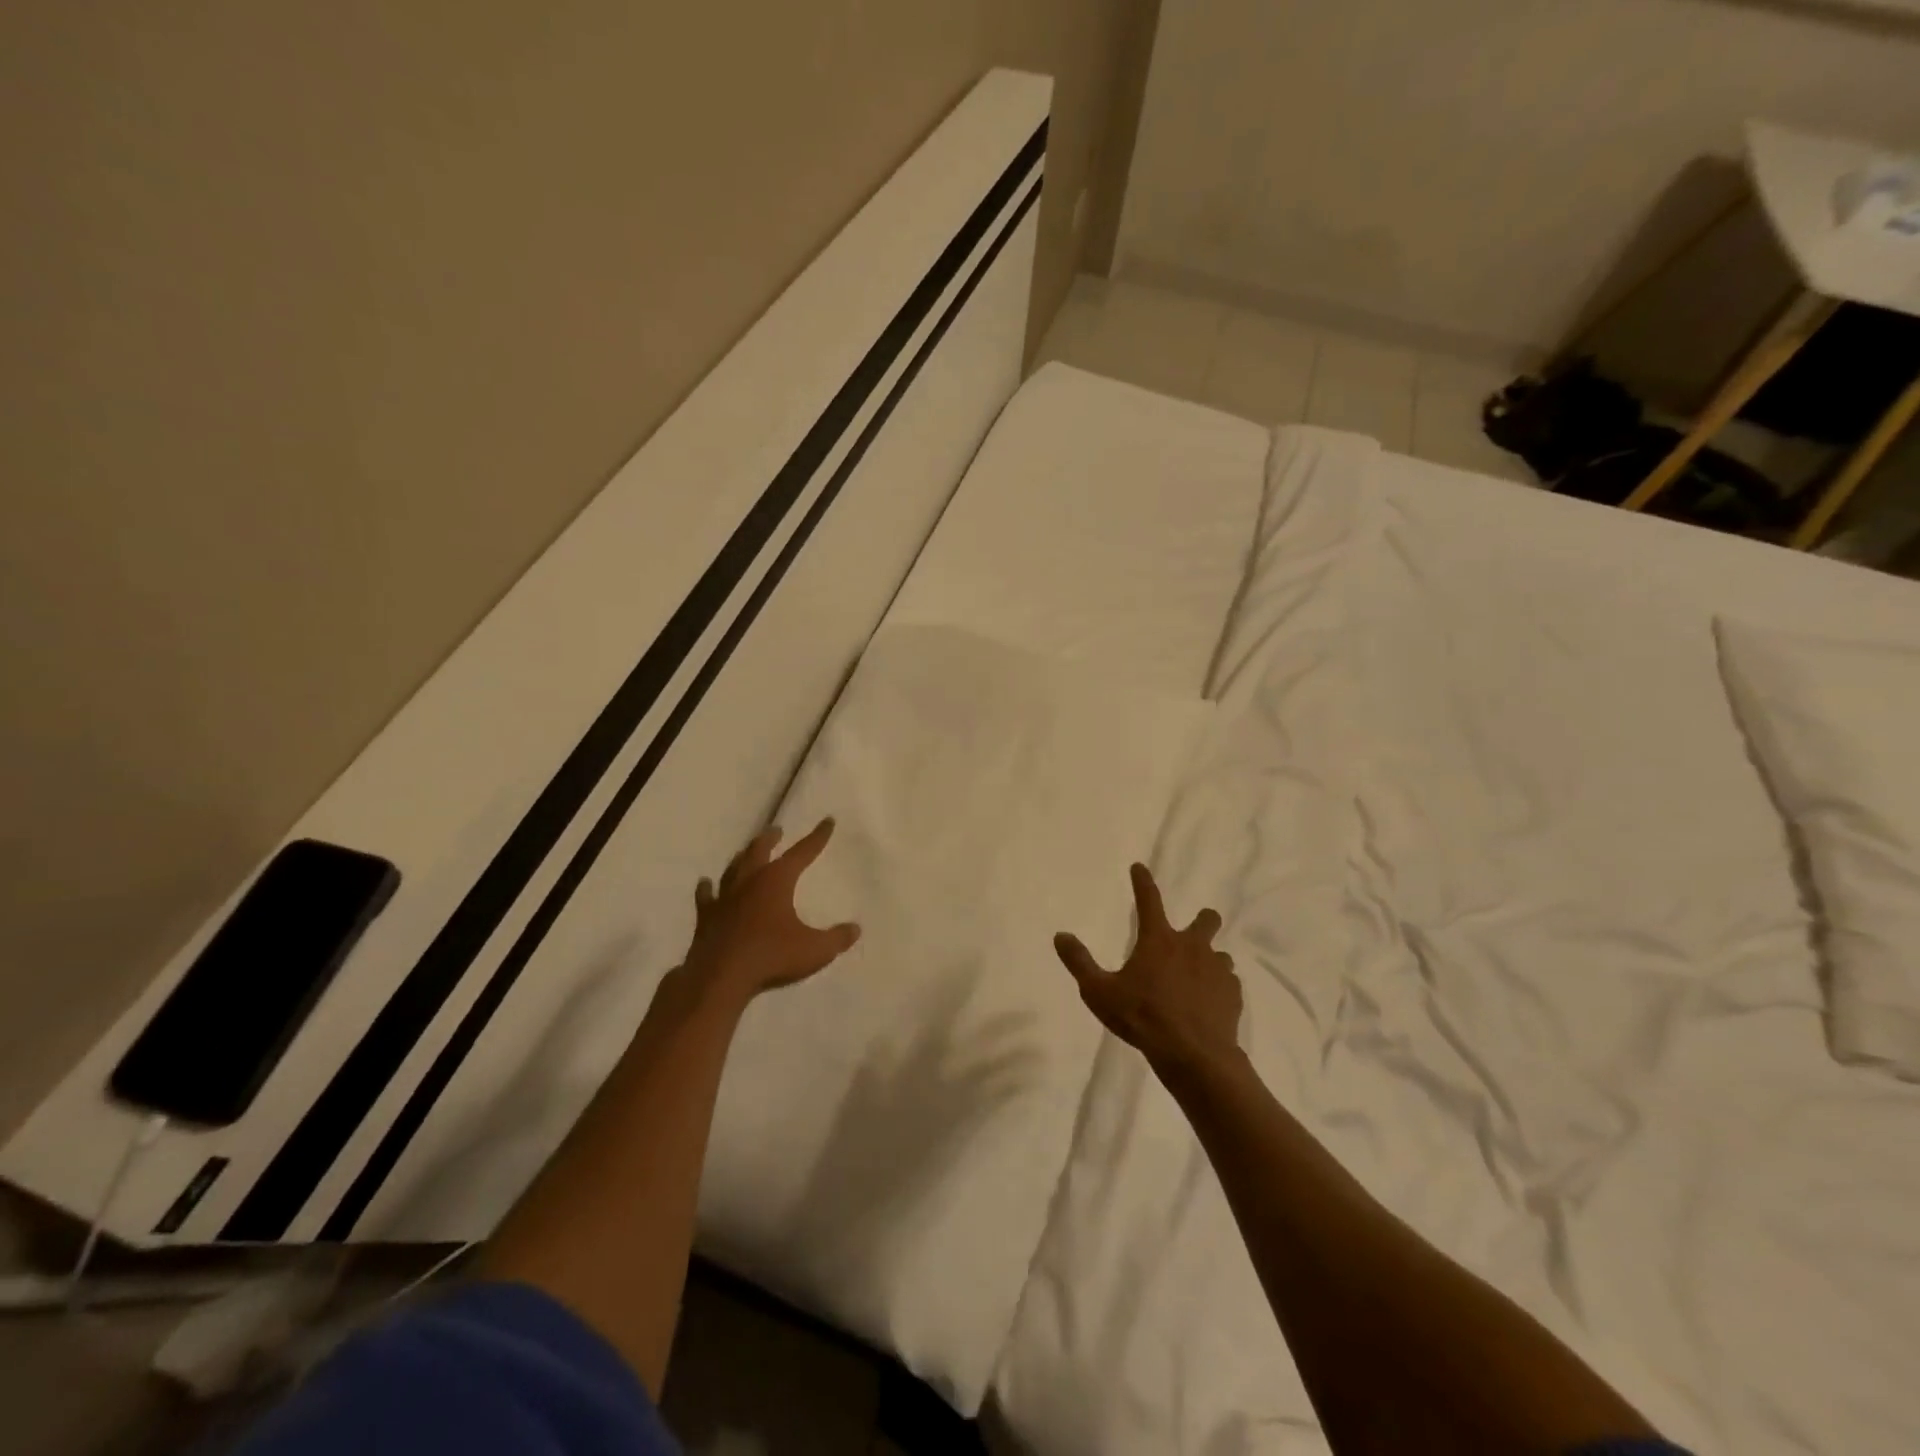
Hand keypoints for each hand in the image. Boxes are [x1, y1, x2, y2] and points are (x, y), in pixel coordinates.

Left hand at [683, 818, 860, 1002]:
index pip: (802, 852)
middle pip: (759, 850)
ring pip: (733, 868)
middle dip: (770, 838)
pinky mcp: (706, 917)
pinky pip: (707, 896)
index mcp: (776, 881)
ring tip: (746, 852)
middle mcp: (749, 881)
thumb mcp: (815, 950)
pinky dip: (707, 888)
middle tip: (776, 830)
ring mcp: (724, 898)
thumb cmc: (772, 957)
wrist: (720, 977)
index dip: (817, 837)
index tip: (827, 821)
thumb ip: (837, 938)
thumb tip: (855, 929)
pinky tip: (706, 883)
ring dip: (742, 857)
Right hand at [1054, 863, 1241, 1077]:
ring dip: (1208, 960)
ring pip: (1219, 954)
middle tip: (1192, 932)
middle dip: (1202, 920)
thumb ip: (1079, 963)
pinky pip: (1228, 982)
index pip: (1149, 900)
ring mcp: (1217, 970)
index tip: (1139, 867)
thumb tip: (1060, 936)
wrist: (1194, 1056)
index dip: (1142, 882)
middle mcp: (1191, 947)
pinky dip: (1218, 987)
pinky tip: (1208, 1004)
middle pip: (1206, 920)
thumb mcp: (1099, 992)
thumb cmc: (1143, 1018)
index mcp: (1158, 941)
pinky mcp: (1233, 995)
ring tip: (1196, 979)